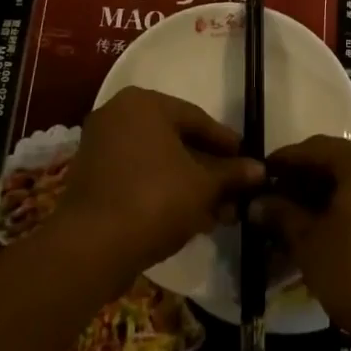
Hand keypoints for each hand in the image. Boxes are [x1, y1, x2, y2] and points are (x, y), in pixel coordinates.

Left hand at [52, 87, 263, 281]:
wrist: (91, 247)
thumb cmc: (155, 199)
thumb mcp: (203, 186)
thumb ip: (232, 173)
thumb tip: (259, 169)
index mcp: (144, 103)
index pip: (196, 118)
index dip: (226, 143)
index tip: (248, 162)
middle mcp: (119, 114)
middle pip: (176, 140)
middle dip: (208, 169)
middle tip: (234, 190)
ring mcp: (101, 146)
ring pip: (158, 161)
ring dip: (188, 184)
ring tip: (218, 211)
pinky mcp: (92, 177)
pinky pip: (137, 176)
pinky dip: (163, 191)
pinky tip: (189, 217)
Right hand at [252, 137, 350, 350]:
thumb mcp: (310, 243)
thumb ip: (281, 214)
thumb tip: (257, 202)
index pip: (313, 148)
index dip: (283, 162)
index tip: (258, 178)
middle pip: (337, 159)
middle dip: (304, 179)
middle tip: (275, 201)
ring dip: (326, 193)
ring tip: (297, 218)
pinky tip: (329, 228)